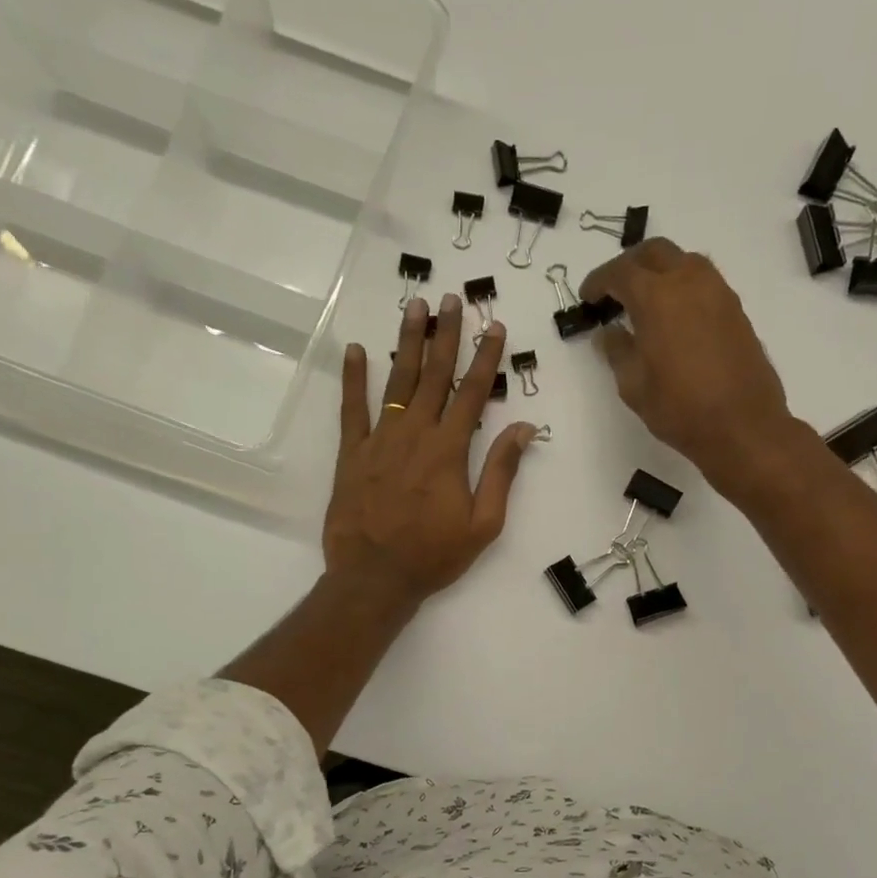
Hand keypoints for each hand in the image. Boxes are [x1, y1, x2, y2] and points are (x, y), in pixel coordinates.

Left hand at [325, 295, 539, 610]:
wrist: (374, 578)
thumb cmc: (434, 555)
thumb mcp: (483, 523)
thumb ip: (501, 472)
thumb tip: (524, 428)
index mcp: (449, 450)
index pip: (473, 393)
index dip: (486, 358)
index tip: (494, 326)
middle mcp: (415, 434)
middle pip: (434, 376)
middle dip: (445, 335)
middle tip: (450, 299)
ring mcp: (380, 440)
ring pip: (396, 382)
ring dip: (407, 342)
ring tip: (414, 307)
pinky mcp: (352, 454)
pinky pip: (352, 409)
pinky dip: (353, 378)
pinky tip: (354, 350)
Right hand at [580, 239, 793, 489]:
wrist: (742, 426)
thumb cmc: (679, 409)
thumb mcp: (634, 386)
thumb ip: (617, 351)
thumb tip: (609, 332)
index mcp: (657, 297)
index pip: (620, 272)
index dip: (598, 281)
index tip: (587, 297)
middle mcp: (689, 282)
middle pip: (654, 252)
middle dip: (629, 265)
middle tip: (613, 291)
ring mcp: (718, 292)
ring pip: (683, 261)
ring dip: (659, 271)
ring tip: (643, 301)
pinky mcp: (735, 309)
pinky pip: (702, 281)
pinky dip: (681, 286)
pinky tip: (672, 316)